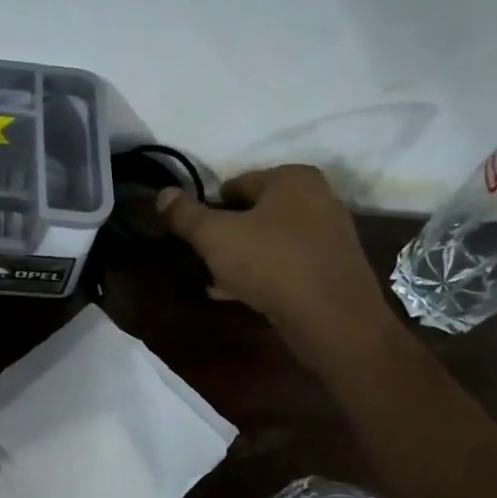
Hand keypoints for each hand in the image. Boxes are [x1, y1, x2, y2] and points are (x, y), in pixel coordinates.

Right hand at [156, 165, 392, 350]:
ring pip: (271, 241)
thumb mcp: (215, 236)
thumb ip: (185, 215)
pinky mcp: (333, 269)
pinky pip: (288, 264)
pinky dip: (264, 275)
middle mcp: (318, 198)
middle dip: (227, 235)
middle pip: (255, 213)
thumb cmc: (270, 264)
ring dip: (242, 258)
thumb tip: (163, 194)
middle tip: (203, 259)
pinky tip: (241, 295)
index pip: (236, 184)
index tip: (193, 234)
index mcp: (293, 178)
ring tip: (215, 281)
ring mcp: (330, 235)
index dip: (209, 208)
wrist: (332, 319)